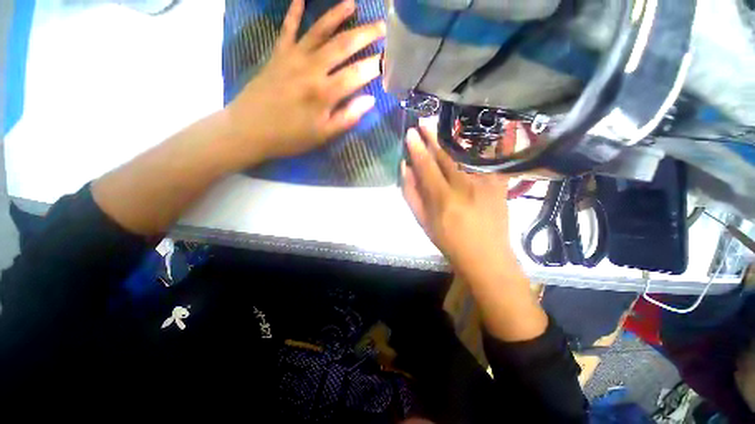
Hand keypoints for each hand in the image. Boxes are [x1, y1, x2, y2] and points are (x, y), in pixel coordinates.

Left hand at [225, 0, 384, 166]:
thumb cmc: (290, 137)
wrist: (249, 129)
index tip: (389, 60)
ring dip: (337, 16)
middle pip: (343, 46)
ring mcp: (293, 57)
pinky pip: (288, 29)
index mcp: (324, 93)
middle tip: (383, 27)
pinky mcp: (278, 54)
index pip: (357, 74)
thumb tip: (370, 100)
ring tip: (353, 4)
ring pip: (319, 31)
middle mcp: (311, 68)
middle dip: (366, 35)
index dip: (375, 67)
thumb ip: (348, 117)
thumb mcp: (323, 135)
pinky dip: (294, 12)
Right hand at [401, 124, 513, 276]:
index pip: (426, 166)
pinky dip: (492, 142)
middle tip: (423, 120)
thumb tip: (404, 168)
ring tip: (443, 122)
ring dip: (453, 136)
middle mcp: (464, 186)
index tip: (410, 133)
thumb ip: (411, 194)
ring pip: (467, 153)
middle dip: (432, 136)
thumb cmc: (449, 241)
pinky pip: (494, 159)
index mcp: (442, 199)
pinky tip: (489, 128)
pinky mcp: (500, 183)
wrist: (486, 256)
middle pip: (446, 156)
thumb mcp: (423, 222)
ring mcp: (486, 182)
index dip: (417, 148)